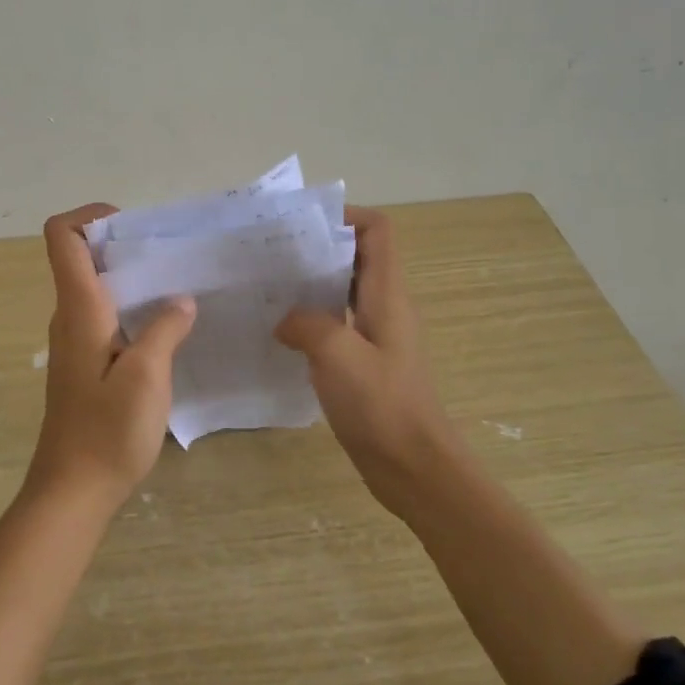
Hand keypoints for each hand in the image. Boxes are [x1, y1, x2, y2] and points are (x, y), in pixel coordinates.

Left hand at [29, 203, 195, 511]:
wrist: (72, 492)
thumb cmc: (107, 432)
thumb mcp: (147, 377)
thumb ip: (165, 329)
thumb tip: (180, 300)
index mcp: (79, 309)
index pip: (63, 238)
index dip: (90, 216)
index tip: (133, 226)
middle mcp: (70, 318)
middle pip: (83, 259)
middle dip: (125, 246)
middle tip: (174, 255)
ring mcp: (75, 343)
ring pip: (98, 290)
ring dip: (133, 280)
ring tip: (179, 287)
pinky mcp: (86, 365)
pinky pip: (106, 318)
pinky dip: (132, 309)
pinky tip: (168, 329)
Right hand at [274, 208, 458, 516]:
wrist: (414, 467)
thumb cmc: (382, 406)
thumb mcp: (337, 356)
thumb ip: (307, 324)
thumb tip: (286, 320)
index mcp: (388, 295)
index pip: (377, 231)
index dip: (345, 217)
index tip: (302, 225)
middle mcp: (386, 307)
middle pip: (358, 257)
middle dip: (318, 248)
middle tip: (273, 254)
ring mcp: (378, 336)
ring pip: (345, 291)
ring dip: (312, 284)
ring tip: (270, 288)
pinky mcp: (367, 362)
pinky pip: (339, 324)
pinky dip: (313, 318)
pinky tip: (283, 334)